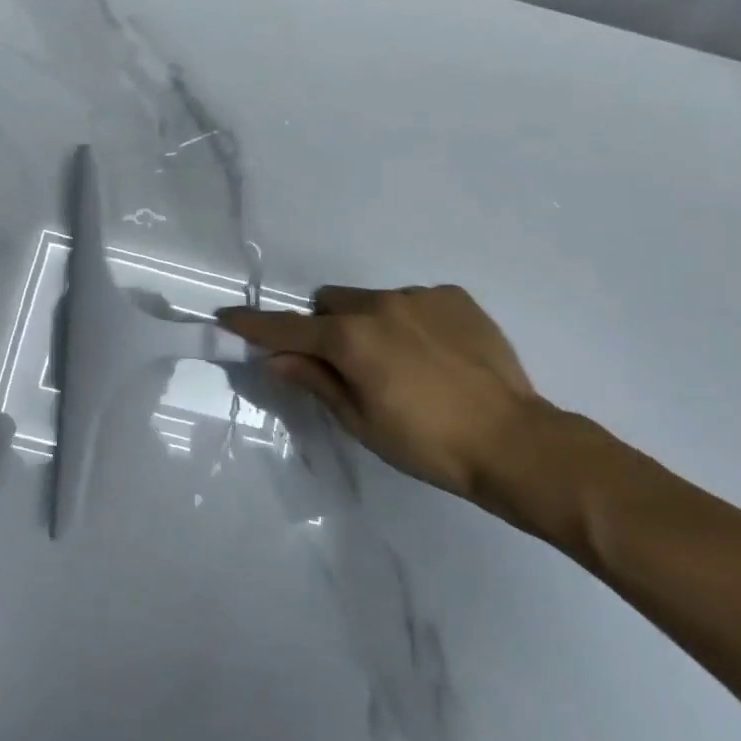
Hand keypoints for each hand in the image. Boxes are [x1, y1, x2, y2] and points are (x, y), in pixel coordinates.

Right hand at [219, 285, 557, 521]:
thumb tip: (275, 359)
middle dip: (325, 326)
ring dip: (370, 324)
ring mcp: (420, 296)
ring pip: (373, 300)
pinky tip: (436, 356)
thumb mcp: (361, 421)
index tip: (226, 316)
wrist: (514, 441)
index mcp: (351, 338)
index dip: (255, 325)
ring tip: (403, 364)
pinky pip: (414, 301)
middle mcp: (380, 304)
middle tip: (345, 364)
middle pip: (331, 302)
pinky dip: (410, 322)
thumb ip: (316, 381)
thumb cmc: (427, 444)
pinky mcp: (455, 297)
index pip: (288, 328)